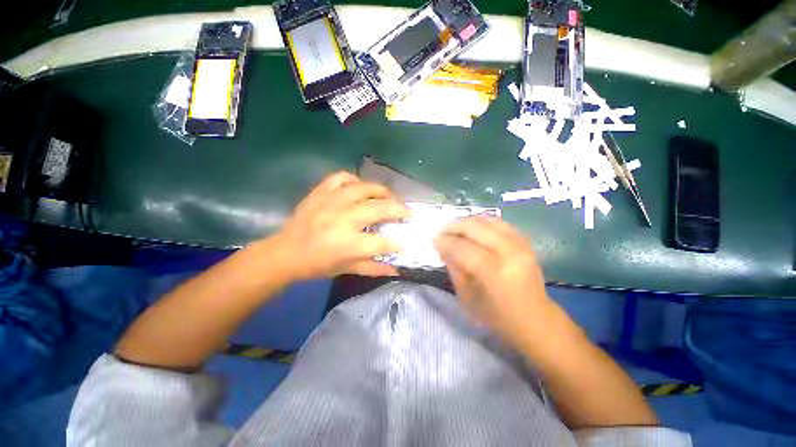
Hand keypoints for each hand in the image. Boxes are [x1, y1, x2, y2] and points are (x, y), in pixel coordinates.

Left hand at [274, 171, 409, 279]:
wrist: (284, 253)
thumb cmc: (317, 264)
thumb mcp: (347, 270)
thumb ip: (374, 268)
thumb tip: (397, 269)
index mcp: (348, 243)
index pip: (382, 242)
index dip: (397, 243)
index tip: (405, 243)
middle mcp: (342, 219)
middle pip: (379, 209)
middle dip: (400, 210)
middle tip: (408, 212)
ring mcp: (330, 201)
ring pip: (364, 188)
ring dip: (382, 191)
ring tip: (389, 196)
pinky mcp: (320, 192)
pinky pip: (341, 177)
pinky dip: (354, 180)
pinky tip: (359, 187)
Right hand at [434, 216, 552, 348]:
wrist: (535, 320)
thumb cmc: (497, 317)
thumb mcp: (467, 298)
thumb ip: (454, 269)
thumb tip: (443, 248)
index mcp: (494, 273)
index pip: (462, 248)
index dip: (445, 242)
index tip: (433, 240)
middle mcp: (509, 253)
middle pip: (475, 228)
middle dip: (454, 226)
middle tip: (441, 231)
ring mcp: (520, 245)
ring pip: (487, 220)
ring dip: (467, 222)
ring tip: (454, 228)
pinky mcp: (525, 242)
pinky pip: (499, 223)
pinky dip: (482, 222)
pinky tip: (472, 228)